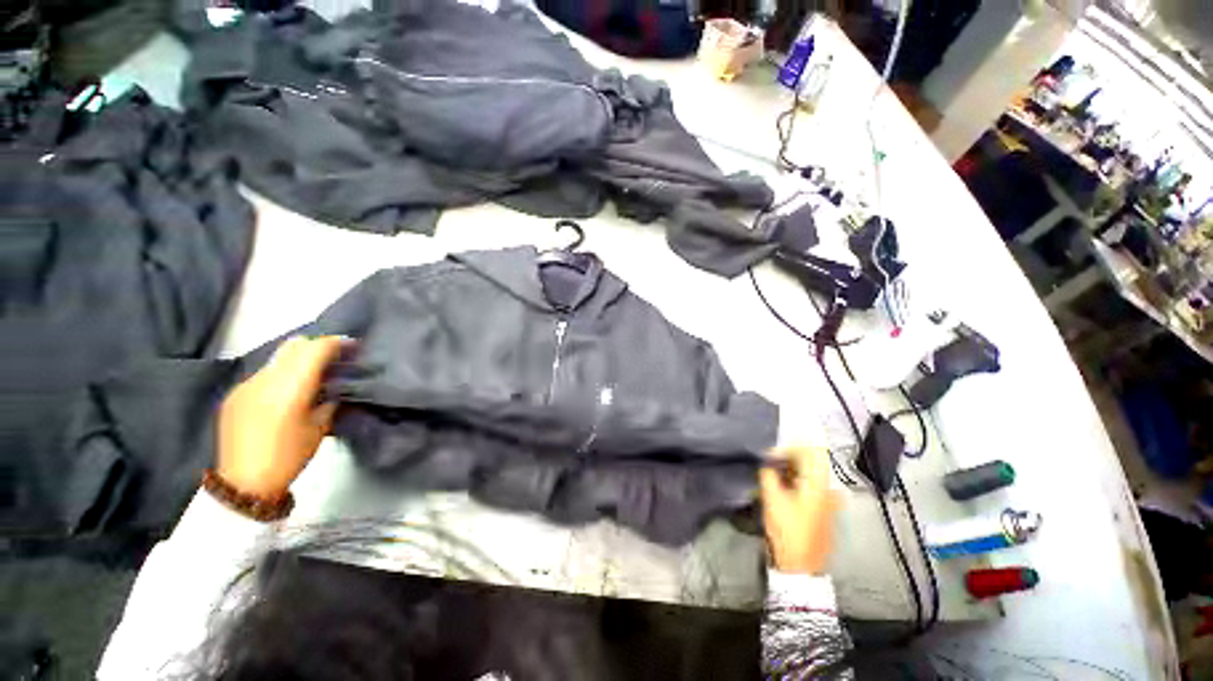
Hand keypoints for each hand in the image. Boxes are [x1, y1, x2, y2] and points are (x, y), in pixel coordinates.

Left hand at [217, 336, 346, 499]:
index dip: (336, 343)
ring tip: (313, 376)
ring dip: (299, 361)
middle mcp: (265, 379)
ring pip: (279, 358)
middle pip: (295, 345)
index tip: (353, 346)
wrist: (243, 482)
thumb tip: (335, 384)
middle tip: (335, 359)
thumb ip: (328, 398)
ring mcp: (246, 385)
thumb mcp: (320, 426)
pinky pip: (265, 373)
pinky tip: (288, 393)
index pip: (315, 349)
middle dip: (318, 347)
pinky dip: (282, 375)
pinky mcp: (236, 394)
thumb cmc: (289, 455)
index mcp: (289, 388)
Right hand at [760, 446, 838, 574]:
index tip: (772, 455)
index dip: (790, 448)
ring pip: (811, 474)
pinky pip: (812, 486)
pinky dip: (796, 482)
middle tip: (768, 465)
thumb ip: (768, 474)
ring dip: (791, 471)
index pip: (812, 452)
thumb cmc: (787, 530)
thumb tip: (766, 461)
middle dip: (788, 459)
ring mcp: (829, 501)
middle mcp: (829, 489)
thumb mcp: (772, 499)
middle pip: (812, 462)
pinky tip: (782, 490)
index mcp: (819, 484)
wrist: (801, 566)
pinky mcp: (825, 510)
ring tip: (772, 477)